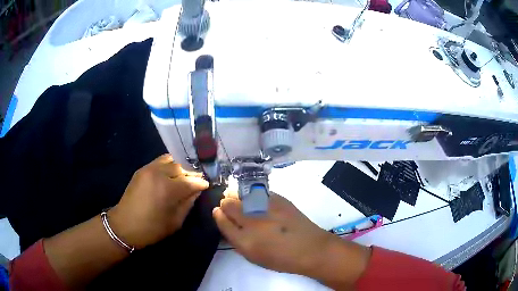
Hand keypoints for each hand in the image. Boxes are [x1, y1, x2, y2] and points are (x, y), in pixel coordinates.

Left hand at [109, 154, 208, 248]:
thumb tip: (196, 191)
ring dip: (180, 167)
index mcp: (168, 189)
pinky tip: (171, 174)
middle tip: (196, 181)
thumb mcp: (175, 221)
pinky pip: (160, 161)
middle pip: (181, 167)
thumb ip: (188, 203)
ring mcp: (149, 169)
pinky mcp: (142, 169)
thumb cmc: (151, 228)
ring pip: (171, 160)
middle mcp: (159, 173)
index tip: (207, 185)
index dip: (201, 183)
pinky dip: (169, 165)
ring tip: (184, 176)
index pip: (191, 180)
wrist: (124, 225)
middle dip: (191, 173)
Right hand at [213, 191, 370, 288]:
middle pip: (228, 203)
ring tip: (247, 205)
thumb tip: (225, 219)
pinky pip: (258, 192)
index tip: (220, 213)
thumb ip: (236, 239)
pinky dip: (255, 197)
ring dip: (239, 198)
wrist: (310, 249)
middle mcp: (252, 221)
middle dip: (227, 205)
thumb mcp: (253, 256)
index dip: (219, 215)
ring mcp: (266, 207)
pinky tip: (261, 204)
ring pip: (242, 194)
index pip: (221, 220)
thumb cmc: (281, 258)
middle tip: (234, 210)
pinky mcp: (279, 199)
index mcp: (244, 241)